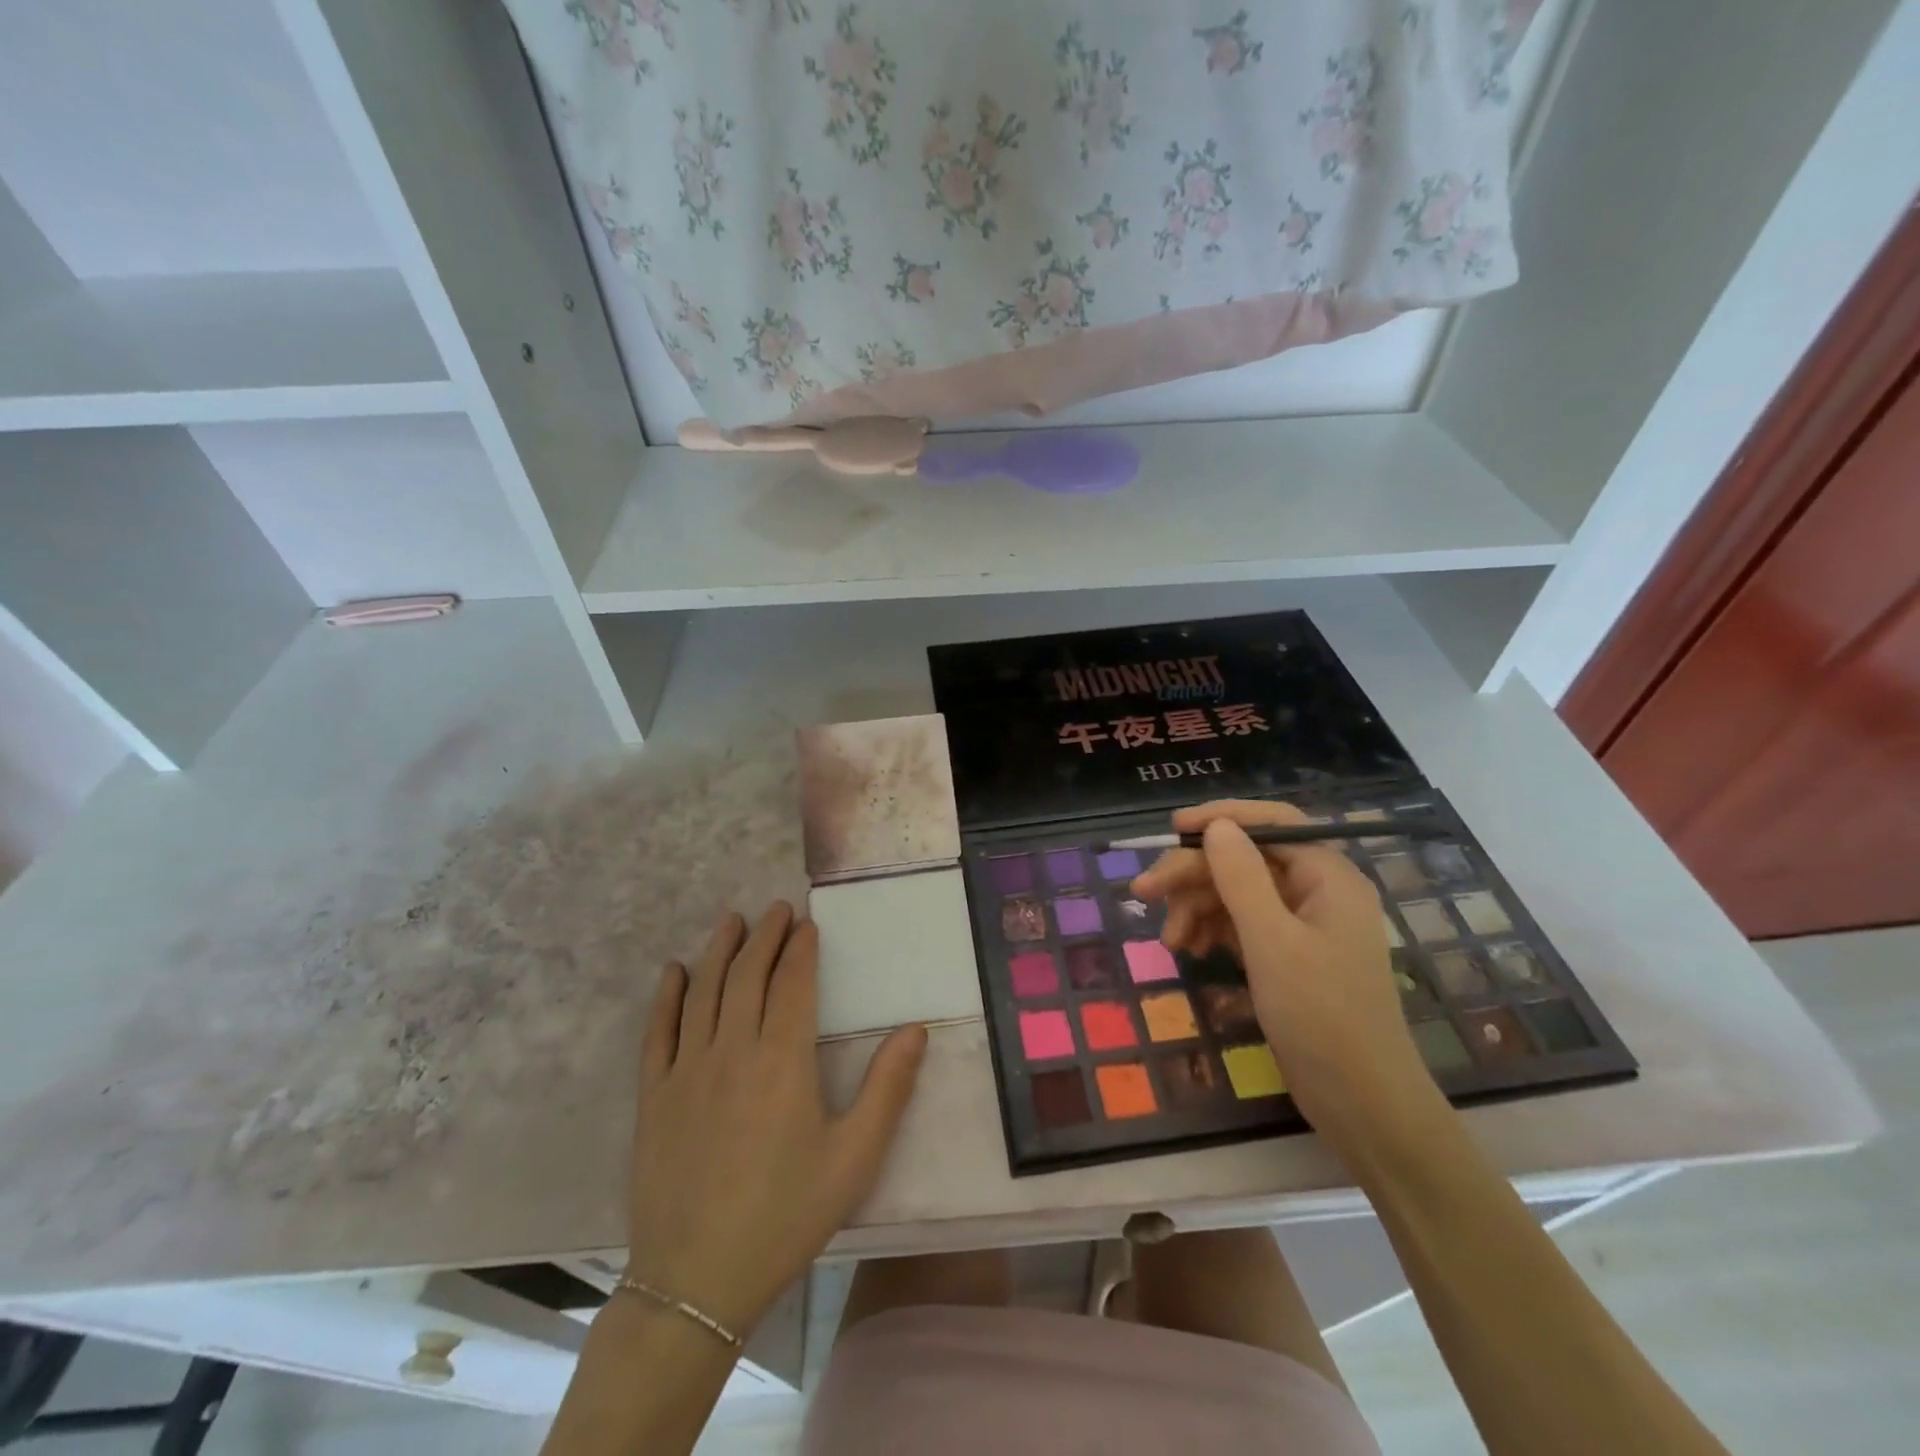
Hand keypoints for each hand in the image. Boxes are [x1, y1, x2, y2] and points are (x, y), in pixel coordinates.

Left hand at [627, 903, 926, 1337]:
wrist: (696, 1282)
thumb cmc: (785, 1216)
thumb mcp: (853, 1158)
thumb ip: (887, 1089)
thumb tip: (915, 1029)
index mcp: (783, 1061)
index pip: (793, 984)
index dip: (802, 949)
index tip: (809, 924)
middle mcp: (733, 1051)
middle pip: (747, 975)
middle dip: (765, 936)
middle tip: (776, 909)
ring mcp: (687, 1071)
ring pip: (704, 992)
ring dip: (719, 950)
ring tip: (732, 920)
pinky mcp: (654, 1096)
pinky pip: (658, 1032)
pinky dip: (667, 997)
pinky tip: (674, 972)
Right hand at [1131, 801, 1440, 1151]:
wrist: (1361, 1104)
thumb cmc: (1322, 1017)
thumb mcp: (1273, 942)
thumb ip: (1242, 878)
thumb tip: (1217, 826)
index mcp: (1327, 877)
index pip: (1272, 823)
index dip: (1221, 817)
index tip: (1173, 828)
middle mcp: (1316, 891)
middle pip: (1244, 860)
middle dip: (1193, 874)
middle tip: (1143, 893)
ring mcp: (1302, 924)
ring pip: (1236, 893)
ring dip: (1196, 907)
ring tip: (1170, 941)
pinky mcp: (1288, 954)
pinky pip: (1241, 924)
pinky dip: (1211, 931)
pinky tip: (1189, 950)